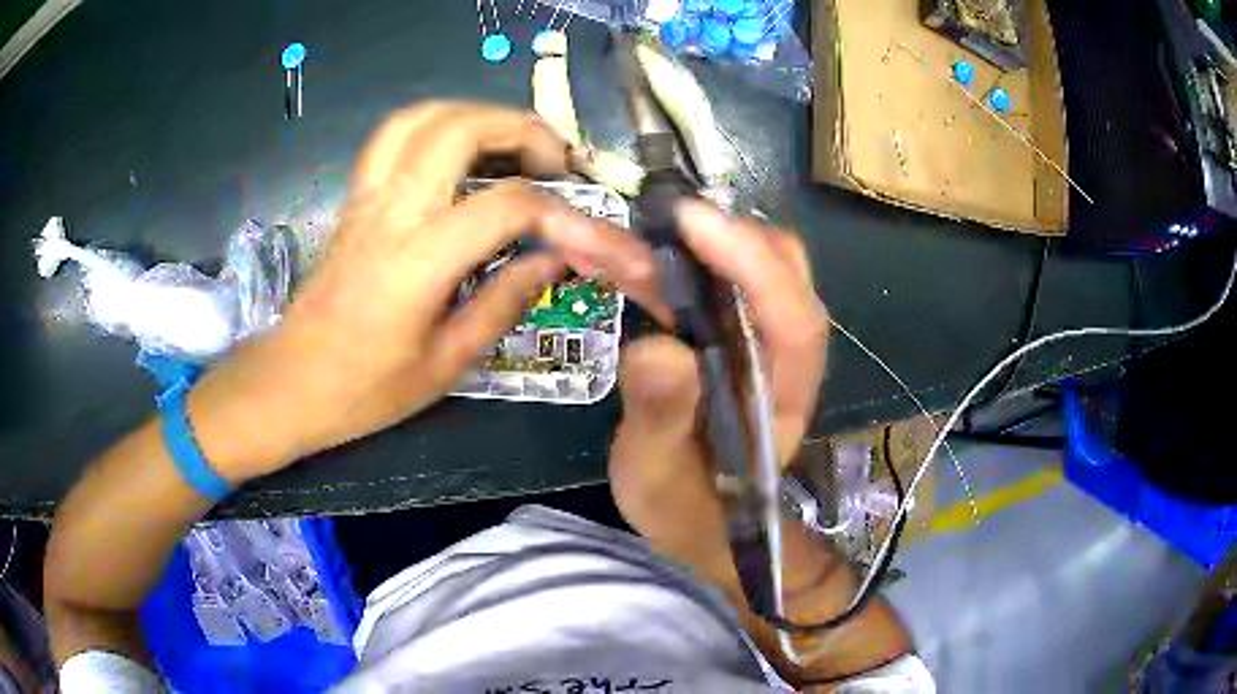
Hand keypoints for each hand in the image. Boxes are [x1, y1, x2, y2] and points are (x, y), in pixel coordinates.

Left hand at [186, 102, 655, 480]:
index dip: (558, 211)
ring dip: (476, 116)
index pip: (506, 204)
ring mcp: (367, 197)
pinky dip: (438, 126)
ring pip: (422, 117)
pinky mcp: (355, 198)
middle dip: (521, 129)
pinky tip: (460, 155)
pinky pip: (395, 135)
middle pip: (460, 127)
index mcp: (419, 259)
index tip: (584, 232)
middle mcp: (392, 210)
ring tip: (512, 147)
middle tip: (554, 162)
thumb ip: (504, 302)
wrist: (291, 382)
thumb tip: (554, 260)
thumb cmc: (366, 388)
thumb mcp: (446, 363)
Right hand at [608, 199, 828, 590]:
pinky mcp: (713, 331)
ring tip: (586, 234)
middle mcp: (775, 352)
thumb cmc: (685, 509)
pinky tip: (591, 253)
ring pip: (723, 266)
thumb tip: (657, 349)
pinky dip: (640, 264)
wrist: (691, 520)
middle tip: (642, 217)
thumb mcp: (661, 479)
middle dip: (712, 234)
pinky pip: (685, 282)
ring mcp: (745, 336)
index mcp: (783, 393)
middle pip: (773, 268)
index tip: (693, 220)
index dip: (751, 262)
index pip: (793, 318)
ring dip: (658, 245)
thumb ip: (663, 421)